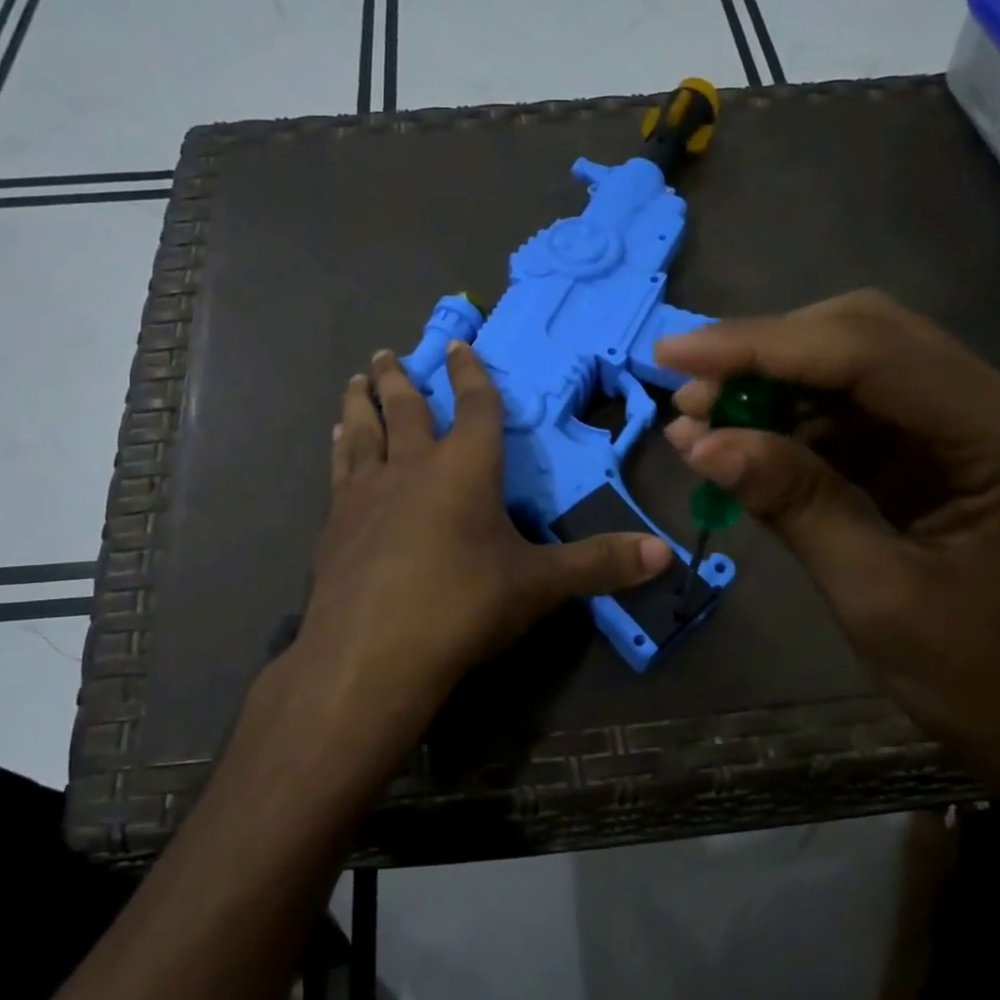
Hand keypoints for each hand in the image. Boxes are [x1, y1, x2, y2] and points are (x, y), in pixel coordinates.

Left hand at [281, 342, 670, 771]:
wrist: (372, 654)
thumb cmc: (463, 606)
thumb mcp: (539, 586)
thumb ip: (599, 565)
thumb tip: (665, 554)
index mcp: (465, 469)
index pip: (474, 407)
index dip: (470, 374)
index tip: (458, 345)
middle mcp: (412, 467)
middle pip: (406, 408)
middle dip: (402, 378)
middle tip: (391, 352)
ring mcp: (366, 494)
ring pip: (363, 431)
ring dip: (362, 402)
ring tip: (357, 380)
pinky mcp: (334, 524)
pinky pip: (339, 470)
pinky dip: (340, 447)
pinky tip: (337, 443)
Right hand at [655, 291, 999, 811]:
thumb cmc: (988, 684)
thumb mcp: (877, 597)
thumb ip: (795, 505)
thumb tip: (700, 442)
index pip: (870, 352)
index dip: (761, 345)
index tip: (674, 354)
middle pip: (865, 338)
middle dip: (765, 355)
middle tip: (684, 389)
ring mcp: (974, 427)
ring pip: (856, 369)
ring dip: (773, 387)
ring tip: (698, 421)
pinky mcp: (946, 454)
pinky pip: (860, 416)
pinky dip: (795, 425)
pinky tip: (742, 444)